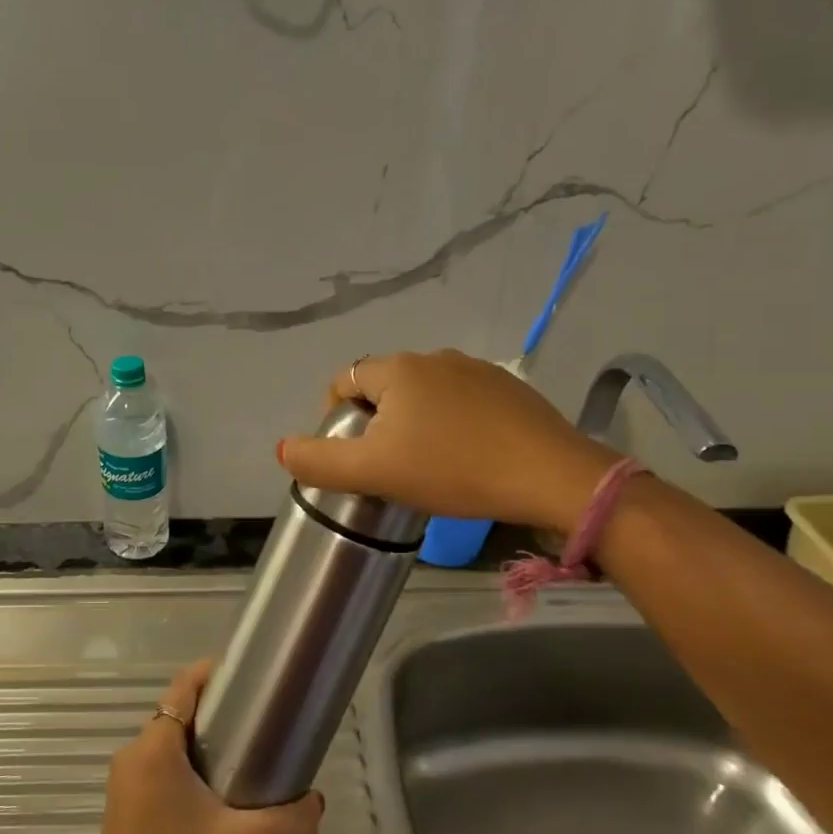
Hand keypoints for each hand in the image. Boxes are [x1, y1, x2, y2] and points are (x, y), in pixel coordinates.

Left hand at [83, 661, 323, 833]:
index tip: (248, 676)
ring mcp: (125, 780)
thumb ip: (288, 822)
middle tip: (258, 724)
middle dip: (217, 713)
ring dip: (203, 743)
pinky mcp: (125, 804)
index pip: (184, 687)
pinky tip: (216, 798)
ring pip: (169, 743)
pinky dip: (188, 766)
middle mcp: (134, 754)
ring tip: (245, 761)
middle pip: (179, 713)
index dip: (214, 673)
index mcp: (154, 747)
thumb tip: (317, 802)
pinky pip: (160, 767)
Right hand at [277, 349, 621, 531]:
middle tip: (386, 465)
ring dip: (415, 422)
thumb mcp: (373, 472)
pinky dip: (452, 423)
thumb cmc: (452, 470)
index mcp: (397, 369)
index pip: (345, 381)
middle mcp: (434, 357)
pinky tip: (467, 455)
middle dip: (376, 422)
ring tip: (426, 464)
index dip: (335, 416)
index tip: (350, 455)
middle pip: (384, 387)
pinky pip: (462, 401)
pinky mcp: (510, 388)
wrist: (550, 476)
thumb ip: (318, 461)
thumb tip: (282, 449)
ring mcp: (477, 369)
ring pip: (425, 394)